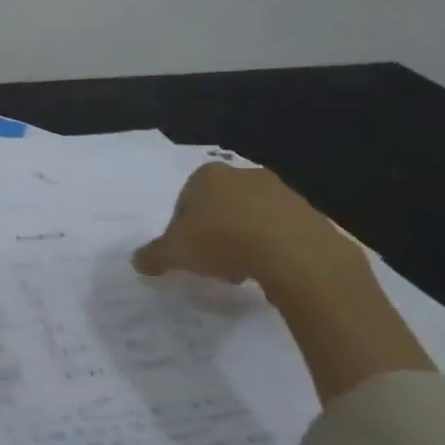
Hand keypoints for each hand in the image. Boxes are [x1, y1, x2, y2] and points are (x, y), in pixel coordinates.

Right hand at [133, 163, 359, 297]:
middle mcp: (241, 173)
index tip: (186, 253)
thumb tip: (137, 261)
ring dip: (241, 240)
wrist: (293, 252)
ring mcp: (278, 190)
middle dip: (213, 232)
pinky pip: (278, 229)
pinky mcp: (306, 211)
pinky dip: (270, 246)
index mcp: (206, 175)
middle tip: (211, 263)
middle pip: (218, 206)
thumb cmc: (222, 241)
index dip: (182, 228)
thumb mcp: (175, 253)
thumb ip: (154, 255)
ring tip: (240, 271)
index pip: (184, 200)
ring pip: (249, 216)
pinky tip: (266, 269)